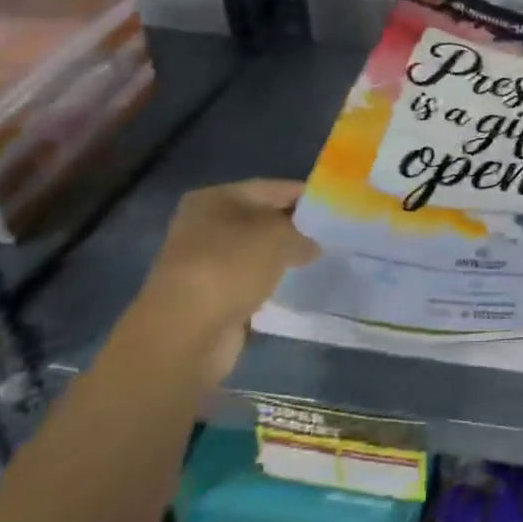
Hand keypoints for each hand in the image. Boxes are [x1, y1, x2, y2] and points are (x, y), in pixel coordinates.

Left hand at [132, 179, 320, 383]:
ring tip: (322, 260)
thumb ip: (303, 232)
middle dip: (297, 227)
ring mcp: (206, 261)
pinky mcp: (210, 295)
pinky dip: (271, 282)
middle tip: (334, 235)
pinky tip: (297, 286)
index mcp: (216, 198)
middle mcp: (206, 224)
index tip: (338, 206)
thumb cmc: (230, 266)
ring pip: (258, 251)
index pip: (273, 188)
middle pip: (264, 219)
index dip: (307, 195)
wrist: (185, 333)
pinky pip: (251, 280)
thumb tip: (312, 245)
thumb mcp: (279, 236)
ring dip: (284, 257)